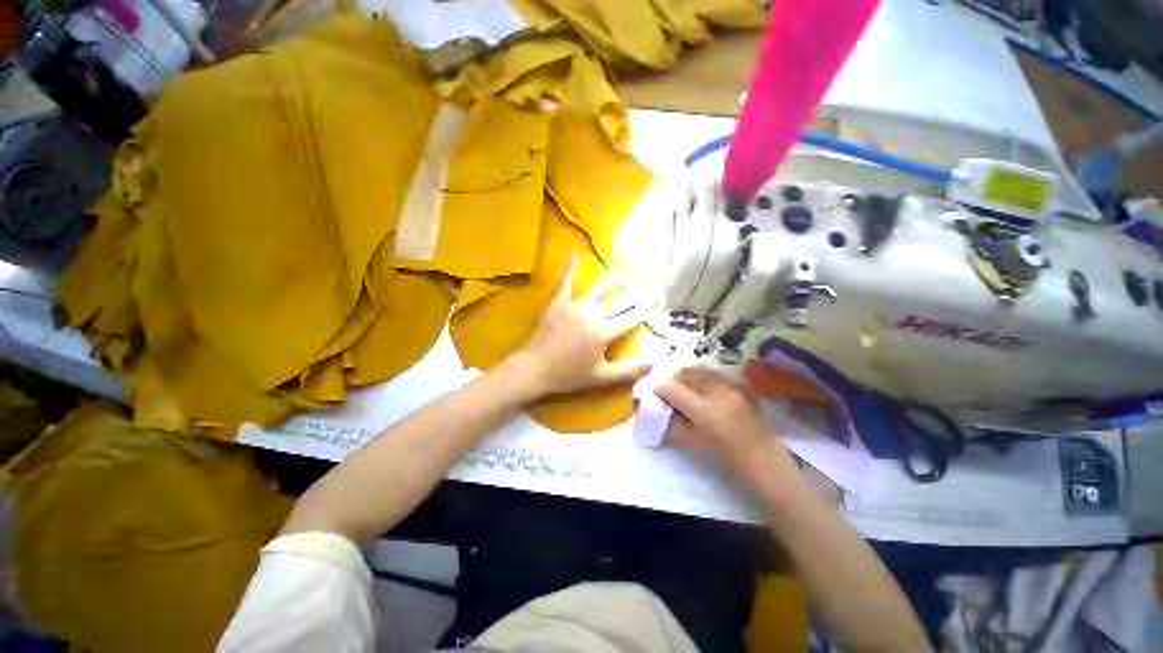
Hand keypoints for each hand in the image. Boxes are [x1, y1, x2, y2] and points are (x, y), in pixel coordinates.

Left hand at [513, 264, 651, 396]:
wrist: (535, 368)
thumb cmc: (569, 375)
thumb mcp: (601, 377)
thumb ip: (628, 371)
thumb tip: (654, 365)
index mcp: (604, 332)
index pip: (631, 318)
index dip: (644, 311)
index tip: (655, 303)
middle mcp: (592, 315)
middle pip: (618, 303)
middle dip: (634, 296)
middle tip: (645, 287)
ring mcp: (574, 306)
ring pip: (597, 290)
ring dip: (611, 280)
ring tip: (622, 271)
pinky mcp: (559, 302)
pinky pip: (566, 283)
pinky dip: (571, 269)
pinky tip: (575, 255)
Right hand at [656, 367, 791, 479]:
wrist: (760, 457)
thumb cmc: (723, 455)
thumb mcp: (691, 443)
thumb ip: (672, 424)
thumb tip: (658, 409)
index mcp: (704, 411)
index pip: (673, 390)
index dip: (660, 388)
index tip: (655, 391)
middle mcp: (719, 392)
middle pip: (688, 373)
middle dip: (675, 379)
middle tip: (672, 390)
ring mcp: (733, 386)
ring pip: (703, 369)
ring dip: (691, 376)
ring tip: (690, 388)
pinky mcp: (743, 385)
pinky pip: (718, 373)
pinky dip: (708, 376)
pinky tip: (708, 388)